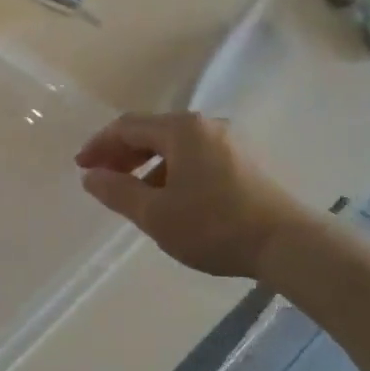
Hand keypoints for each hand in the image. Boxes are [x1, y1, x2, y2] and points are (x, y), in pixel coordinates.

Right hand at [75, 112, 313, 278]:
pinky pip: (195, 157)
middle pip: (152, 132)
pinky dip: (172, 171)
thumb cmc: (213, 226)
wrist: (288, 244)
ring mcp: (229, 142)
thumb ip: (117, 191)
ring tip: (133, 195)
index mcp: (181, 130)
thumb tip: (90, 176)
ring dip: (147, 165)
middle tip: (102, 179)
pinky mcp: (245, 162)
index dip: (99, 145)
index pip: (127, 127)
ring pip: (175, 146)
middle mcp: (206, 126)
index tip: (81, 168)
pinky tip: (170, 200)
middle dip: (122, 154)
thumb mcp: (154, 214)